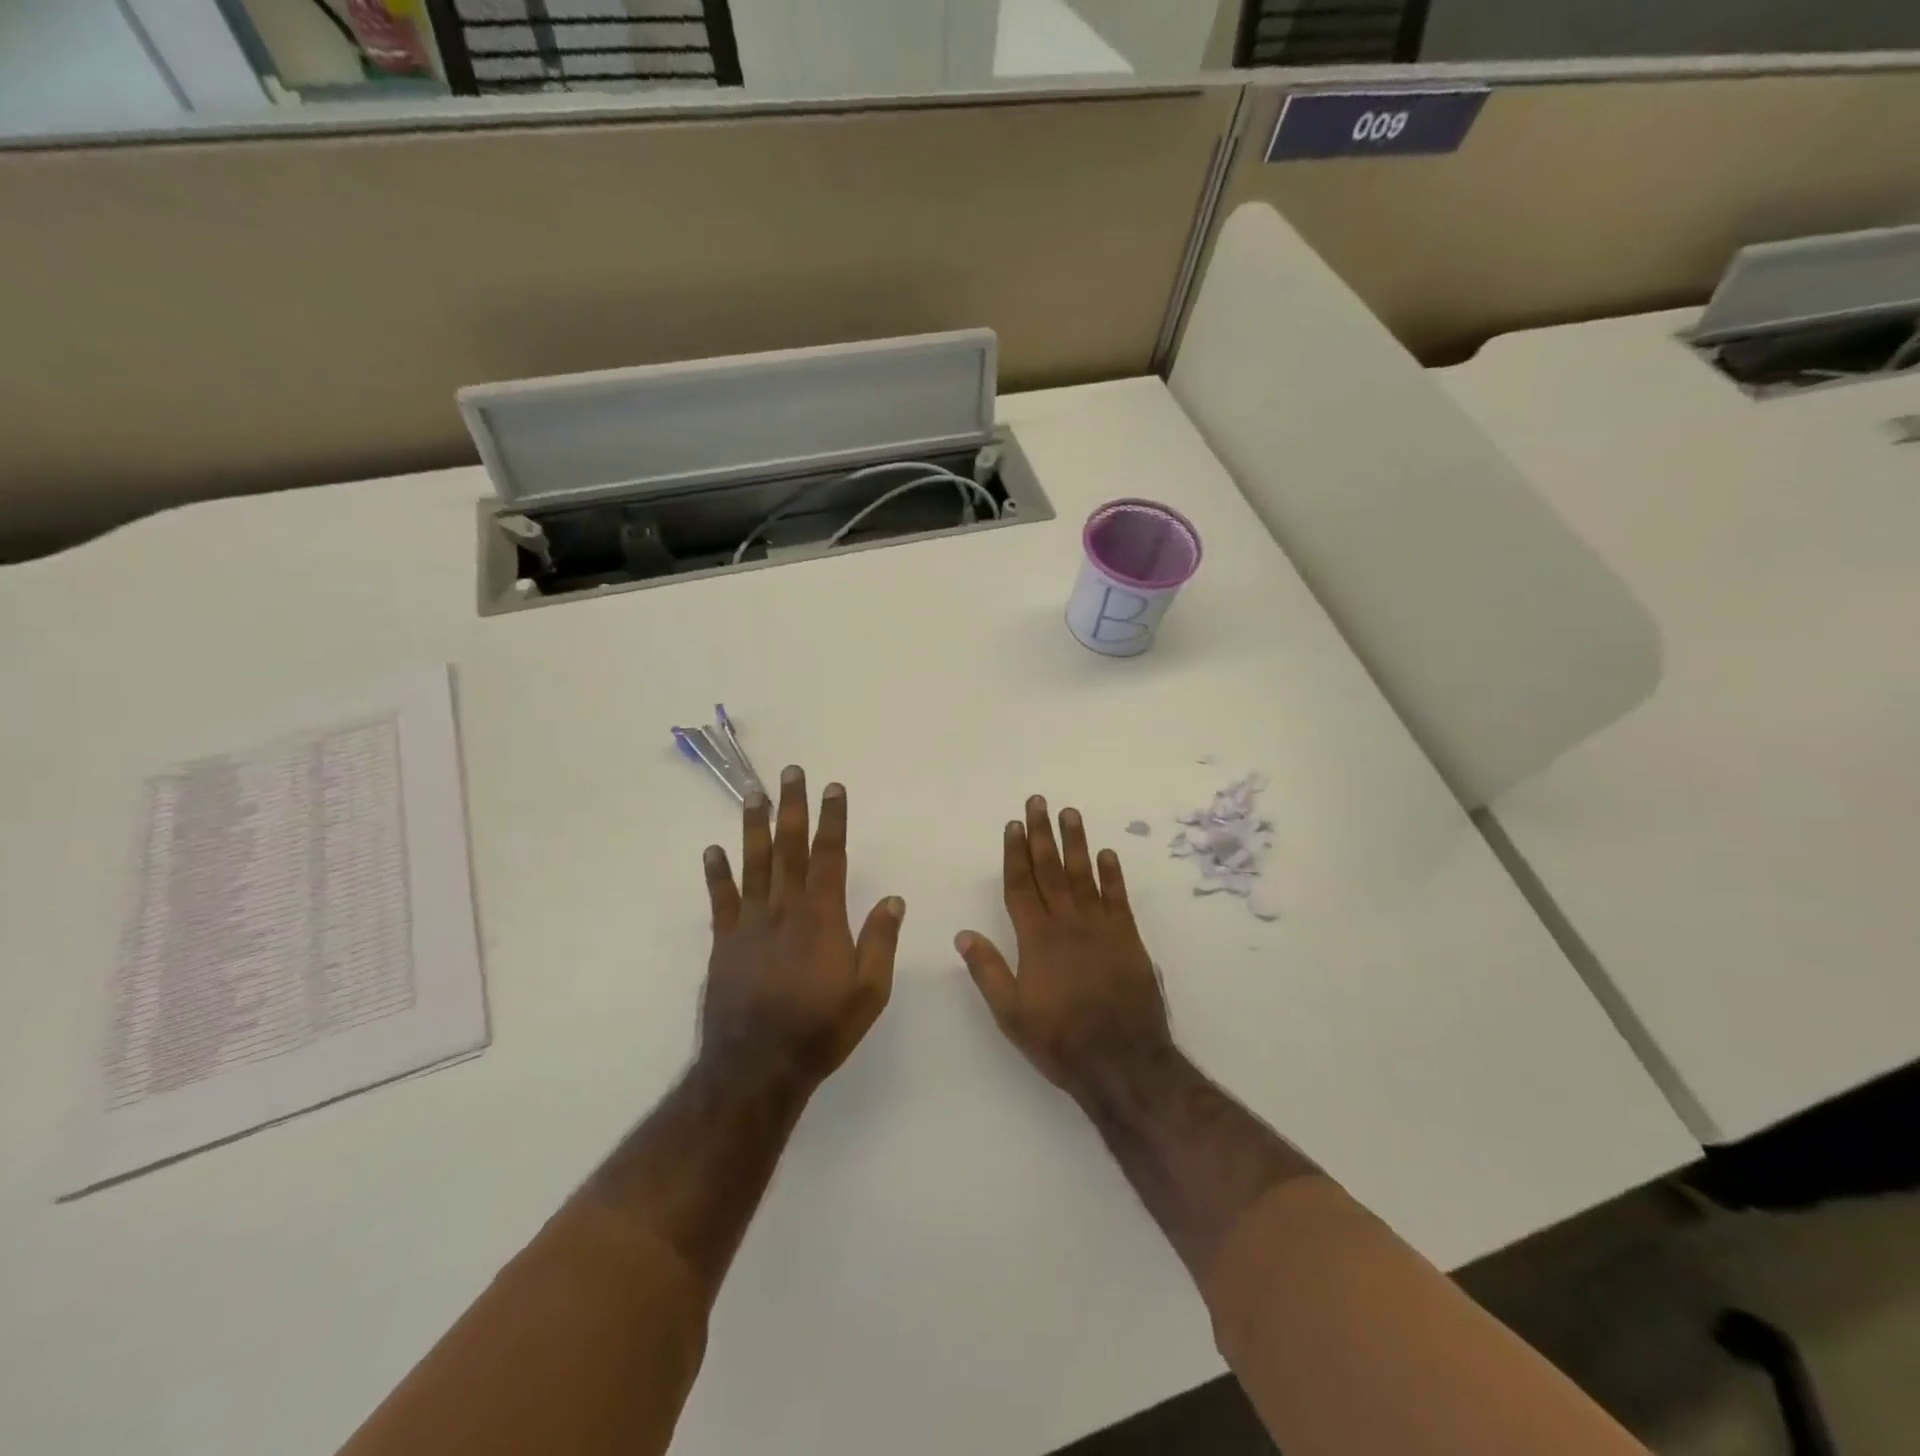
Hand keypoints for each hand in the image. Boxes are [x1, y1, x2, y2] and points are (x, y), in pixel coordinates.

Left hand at [700, 766, 903, 1089]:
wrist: (756, 1067)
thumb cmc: (820, 1029)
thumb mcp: (869, 992)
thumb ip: (880, 942)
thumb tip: (894, 899)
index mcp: (822, 917)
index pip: (829, 856)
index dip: (833, 820)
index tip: (833, 788)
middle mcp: (784, 910)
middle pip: (789, 848)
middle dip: (792, 807)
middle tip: (791, 772)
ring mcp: (750, 924)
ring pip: (753, 864)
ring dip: (754, 826)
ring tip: (753, 794)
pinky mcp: (724, 943)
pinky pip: (721, 900)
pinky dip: (717, 874)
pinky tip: (712, 851)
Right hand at [957, 795, 1172, 1098]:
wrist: (1123, 1062)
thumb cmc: (1060, 1040)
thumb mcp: (1011, 1014)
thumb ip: (987, 971)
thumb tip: (963, 933)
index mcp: (1036, 939)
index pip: (1021, 885)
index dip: (1015, 853)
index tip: (1013, 825)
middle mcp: (1068, 924)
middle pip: (1051, 869)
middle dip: (1042, 834)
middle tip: (1039, 801)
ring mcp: (1101, 928)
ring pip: (1084, 875)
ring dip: (1076, 842)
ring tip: (1070, 813)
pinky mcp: (1128, 938)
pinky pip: (1118, 898)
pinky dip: (1112, 874)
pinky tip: (1107, 853)